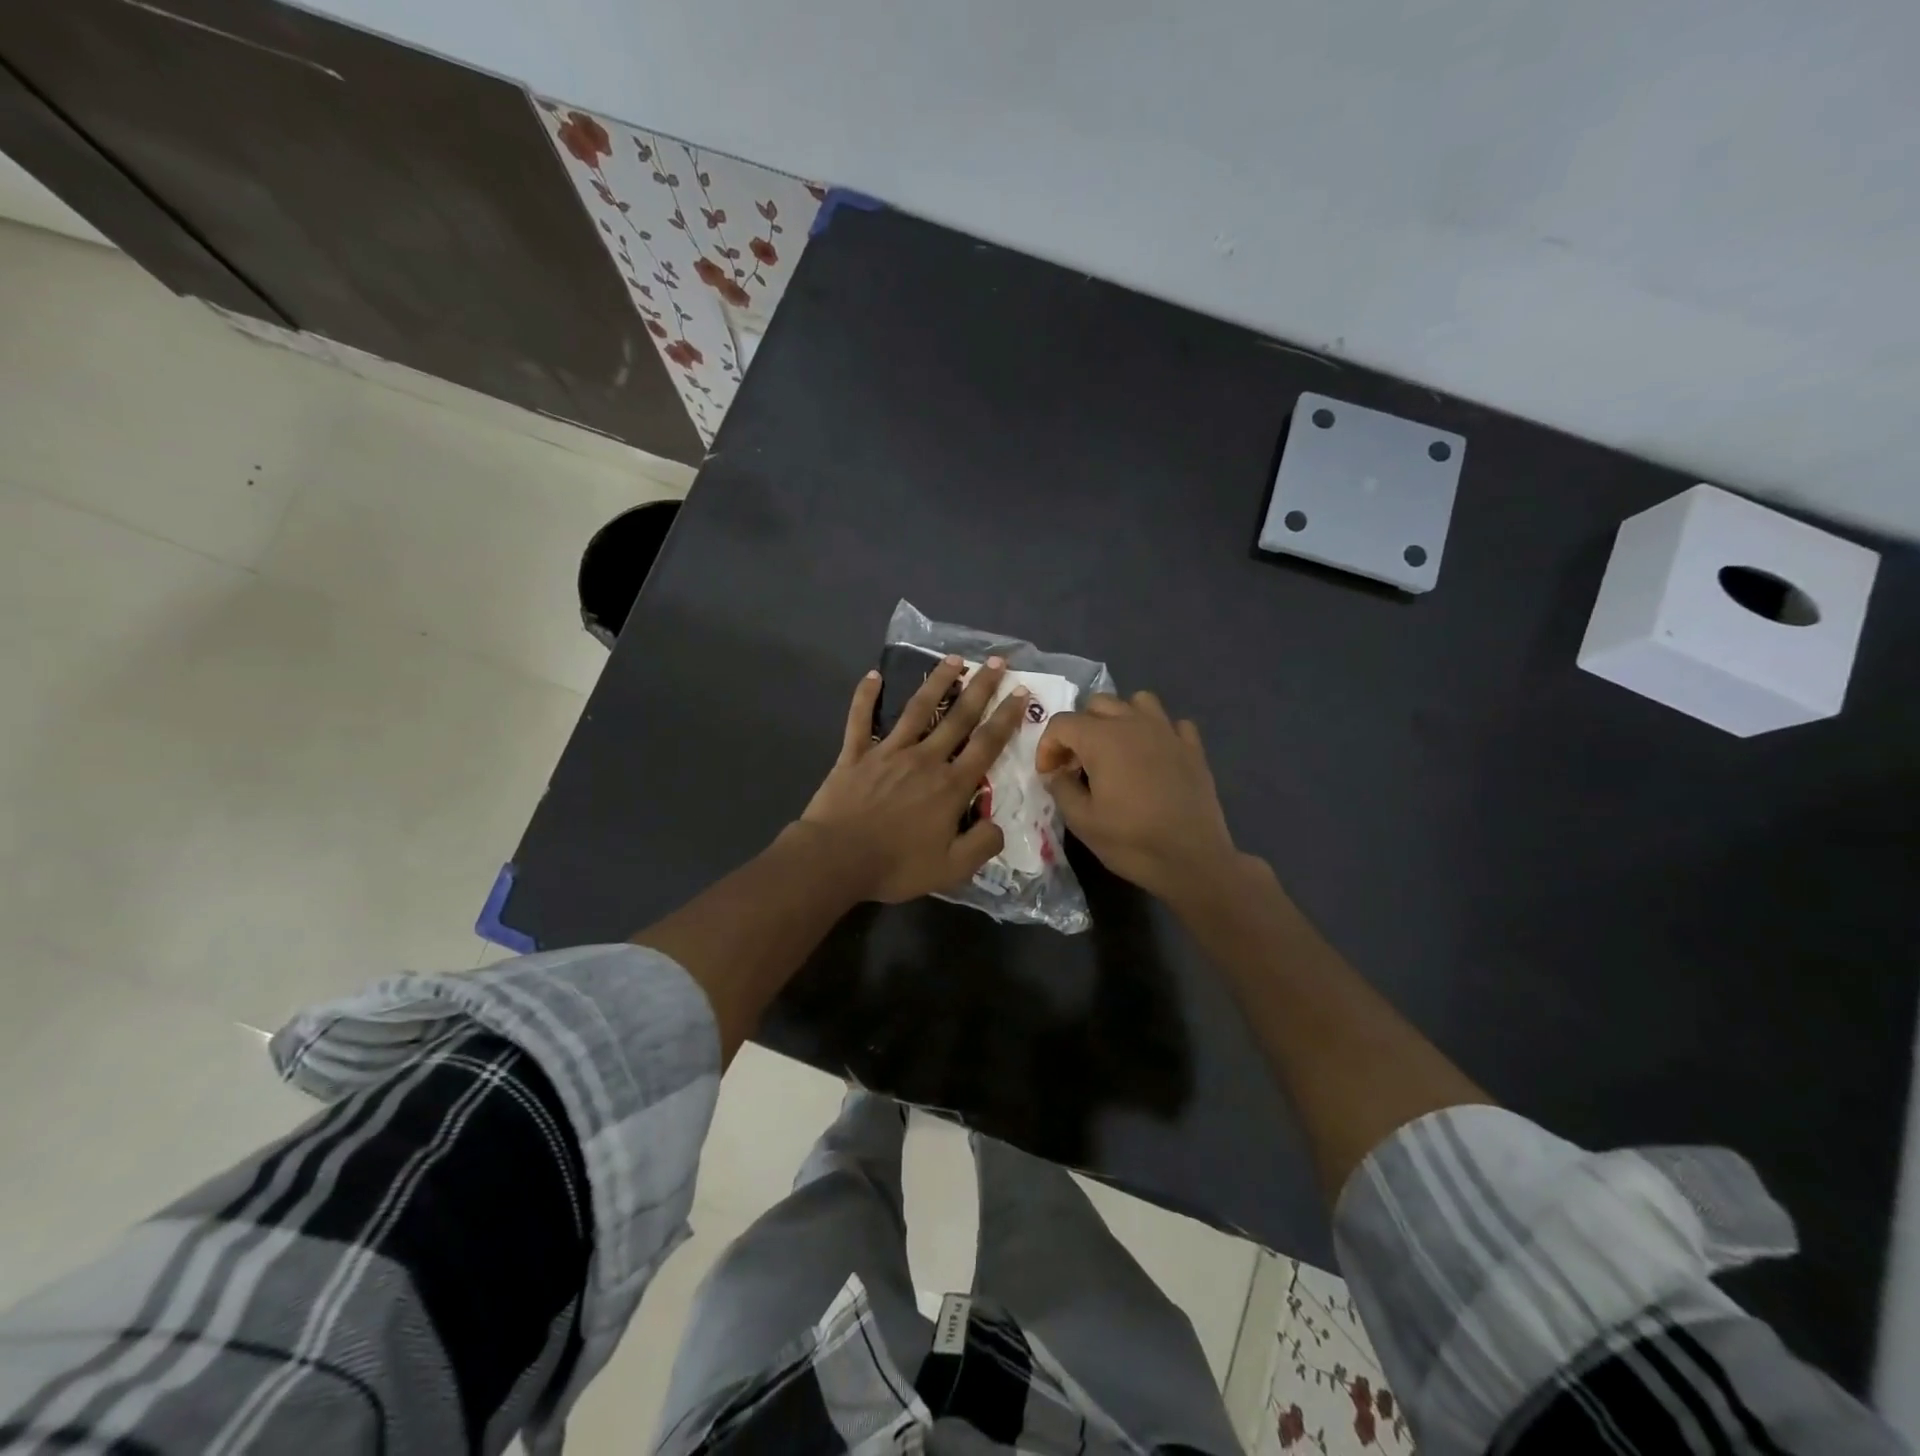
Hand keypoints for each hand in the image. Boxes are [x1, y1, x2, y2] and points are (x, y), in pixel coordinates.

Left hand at [799, 656, 1029, 902]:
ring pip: (918, 709)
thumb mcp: (952, 869)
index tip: (1020, 691)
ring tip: (953, 659)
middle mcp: (925, 759)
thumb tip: (998, 825)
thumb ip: (982, 845)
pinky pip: (860, 719)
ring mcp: (888, 752)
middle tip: (996, 661)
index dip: (1006, 717)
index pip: (986, 744)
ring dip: (937, 682)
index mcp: (950, 785)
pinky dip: (866, 696)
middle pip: (958, 717)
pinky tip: (873, 675)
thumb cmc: (895, 865)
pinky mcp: (855, 754)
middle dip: (981, 688)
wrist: (836, 859)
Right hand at [1036, 691, 1241, 904]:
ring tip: (1116, 749)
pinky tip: (1154, 755)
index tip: (1049, 774)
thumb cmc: (1132, 841)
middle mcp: (1134, 724)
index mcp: (1102, 739)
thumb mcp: (1082, 821)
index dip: (1048, 746)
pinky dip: (1158, 732)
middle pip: (1097, 704)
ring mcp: (1168, 732)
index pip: (1062, 723)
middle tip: (1078, 763)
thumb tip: (1055, 773)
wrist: (1193, 860)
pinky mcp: (1193, 748)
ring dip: (1120, 718)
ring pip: (1138, 701)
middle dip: (1080, 729)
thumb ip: (1061, 788)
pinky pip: (1172, 723)